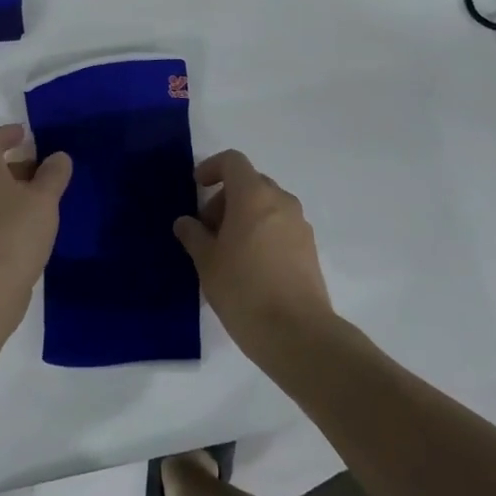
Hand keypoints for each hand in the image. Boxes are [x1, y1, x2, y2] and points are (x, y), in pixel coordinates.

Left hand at [0, 125, 70, 312]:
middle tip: (43, 169)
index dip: (6, 134)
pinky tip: (31, 229)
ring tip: (43, 200)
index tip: (25, 134)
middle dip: (16, 165)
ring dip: (14, 192)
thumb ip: (54, 175)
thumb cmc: (14, 231)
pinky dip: (9, 215)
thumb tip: (58, 157)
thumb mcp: (44, 198)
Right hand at [174, 150, 333, 360]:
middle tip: (207, 230)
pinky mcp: (309, 248)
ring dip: (244, 216)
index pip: (233, 161)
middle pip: (250, 183)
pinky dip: (262, 231)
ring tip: (226, 251)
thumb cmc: (244, 290)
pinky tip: (249, 265)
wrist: (298, 334)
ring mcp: (299, 224)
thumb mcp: (207, 262)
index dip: (212, 168)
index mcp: (253, 196)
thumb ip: (193, 235)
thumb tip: (185, 222)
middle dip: (225, 198)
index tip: (197, 188)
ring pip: (266, 205)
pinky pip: (280, 225)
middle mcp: (280, 201)